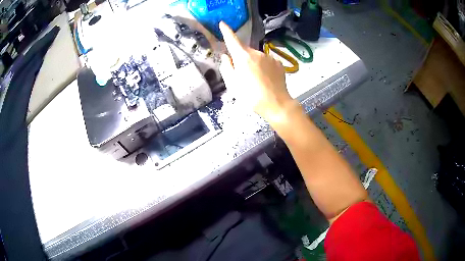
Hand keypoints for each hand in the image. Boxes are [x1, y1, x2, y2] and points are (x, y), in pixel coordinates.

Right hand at [219, 22, 297, 124]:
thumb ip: (227, 67)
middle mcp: (257, 52)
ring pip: (257, 56)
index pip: (232, 40)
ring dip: (254, 63)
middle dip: (242, 58)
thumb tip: (226, 56)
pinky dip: (264, 66)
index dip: (227, 31)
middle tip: (243, 75)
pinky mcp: (278, 63)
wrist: (276, 104)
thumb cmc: (251, 96)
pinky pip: (267, 61)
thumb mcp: (233, 84)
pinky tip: (266, 78)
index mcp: (243, 57)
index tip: (223, 23)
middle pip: (245, 51)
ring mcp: (270, 57)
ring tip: (256, 80)